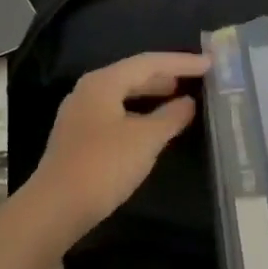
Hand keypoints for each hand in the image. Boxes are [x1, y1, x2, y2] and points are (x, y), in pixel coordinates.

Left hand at [24, 52, 212, 238]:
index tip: (209, 63)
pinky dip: (138, 113)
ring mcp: (80, 115)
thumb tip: (188, 102)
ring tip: (177, 98)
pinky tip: (151, 127)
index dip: (181, 62)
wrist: (57, 206)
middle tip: (195, 78)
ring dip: (151, 94)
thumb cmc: (105, 165)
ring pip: (122, 95)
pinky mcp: (78, 138)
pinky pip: (115, 113)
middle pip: (132, 75)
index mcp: (103, 82)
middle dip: (165, 75)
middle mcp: (88, 91)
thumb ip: (171, 117)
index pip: (148, 62)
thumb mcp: (146, 139)